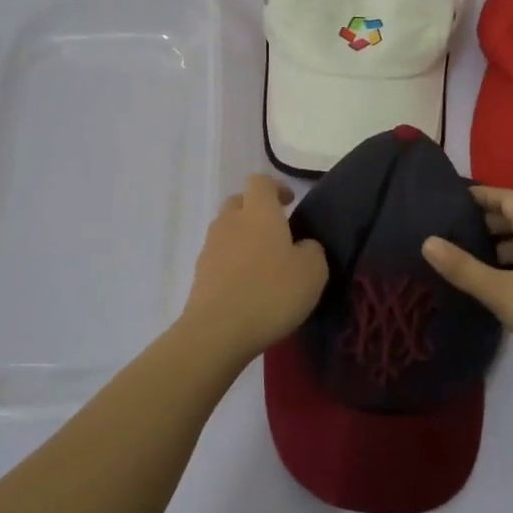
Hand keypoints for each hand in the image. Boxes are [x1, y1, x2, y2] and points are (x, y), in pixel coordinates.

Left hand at [181, 174, 328, 360]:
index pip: (261, 181)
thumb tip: (302, 245)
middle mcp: (230, 220)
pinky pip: (219, 257)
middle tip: (277, 232)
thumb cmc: (271, 292)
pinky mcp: (199, 273)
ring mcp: (210, 246)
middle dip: (256, 211)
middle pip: (239, 202)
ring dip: (243, 238)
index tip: (290, 203)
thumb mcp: (312, 271)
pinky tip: (247, 287)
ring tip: (263, 264)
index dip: (276, 188)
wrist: (217, 331)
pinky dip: (232, 264)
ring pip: (227, 230)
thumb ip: (312, 249)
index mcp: (259, 211)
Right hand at [423, 186, 512, 377]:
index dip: (482, 194)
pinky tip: (508, 278)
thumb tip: (427, 242)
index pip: (507, 196)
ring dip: (507, 237)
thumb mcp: (500, 291)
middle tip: (462, 226)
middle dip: (493, 215)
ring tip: (479, 252)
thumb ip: (463, 268)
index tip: (457, 198)